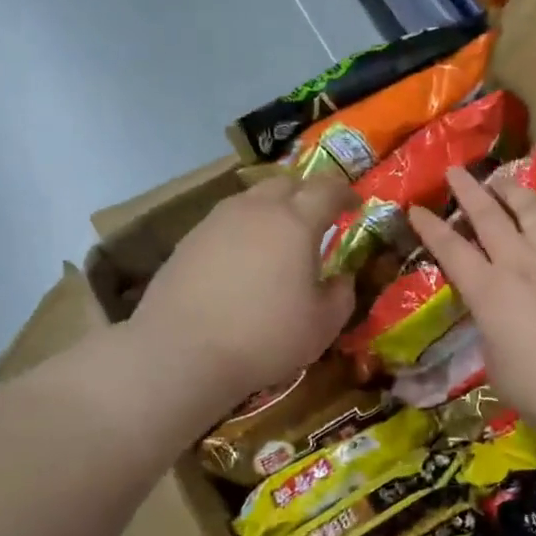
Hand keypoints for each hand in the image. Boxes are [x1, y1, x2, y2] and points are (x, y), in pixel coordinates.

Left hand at [132, 172, 357, 411]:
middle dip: (306, 194)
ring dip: (271, 210)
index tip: (354, 205)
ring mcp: (216, 221)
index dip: (344, 193)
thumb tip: (342, 278)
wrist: (182, 352)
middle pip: (286, 183)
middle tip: (317, 218)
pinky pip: (225, 223)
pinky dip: (242, 232)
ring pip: (251, 200)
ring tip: (278, 239)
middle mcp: (255, 210)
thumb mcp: (322, 326)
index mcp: (295, 222)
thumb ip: (341, 295)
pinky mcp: (188, 240)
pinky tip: (242, 262)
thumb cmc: (265, 337)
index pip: (327, 189)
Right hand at [407, 167, 535, 436]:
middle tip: (454, 171)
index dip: (430, 229)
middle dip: (467, 191)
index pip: (451, 251)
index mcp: (489, 292)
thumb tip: (497, 325)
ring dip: (512, 189)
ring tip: (500, 177)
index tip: (415, 208)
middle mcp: (520, 264)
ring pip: (531, 209)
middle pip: (489, 217)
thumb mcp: (498, 369)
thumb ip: (492, 338)